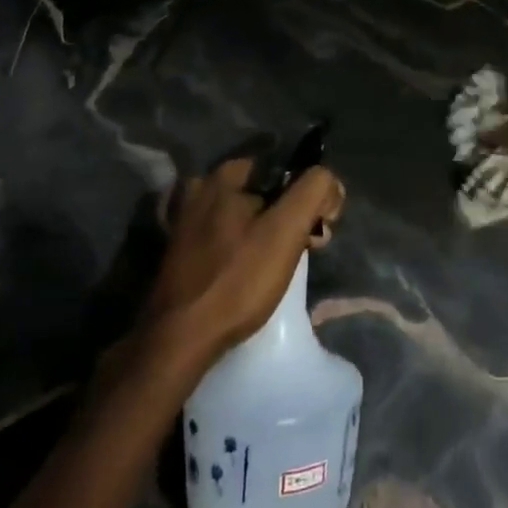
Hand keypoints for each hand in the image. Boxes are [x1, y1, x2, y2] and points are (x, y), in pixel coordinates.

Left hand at [141, 158, 344, 370]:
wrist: (179, 340)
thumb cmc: (236, 280)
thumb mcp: (286, 230)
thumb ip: (313, 191)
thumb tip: (329, 181)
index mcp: (222, 175)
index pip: (282, 168)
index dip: (306, 194)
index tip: (318, 227)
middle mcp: (199, 189)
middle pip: (262, 192)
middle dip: (287, 215)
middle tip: (304, 248)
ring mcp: (185, 222)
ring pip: (244, 216)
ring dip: (266, 234)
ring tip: (279, 267)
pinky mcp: (181, 252)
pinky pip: (225, 237)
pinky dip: (242, 249)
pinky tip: (249, 275)